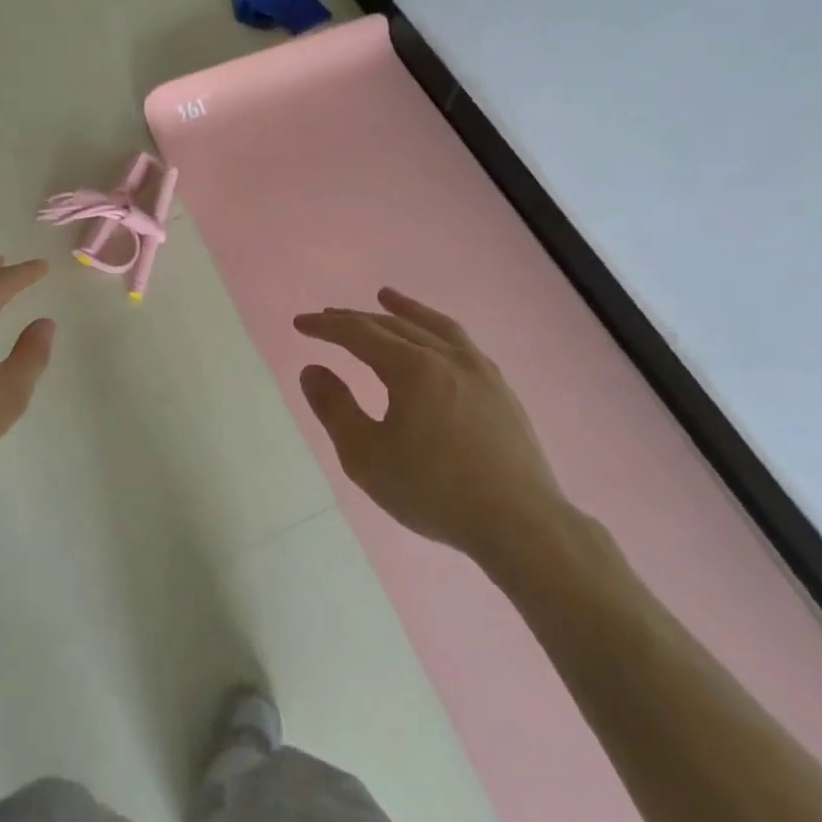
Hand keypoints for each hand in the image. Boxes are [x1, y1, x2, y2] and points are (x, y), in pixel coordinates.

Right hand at [295, 288, 571, 579]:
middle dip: (355, 319)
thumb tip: (311, 370)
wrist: (521, 525)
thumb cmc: (435, 492)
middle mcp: (447, 357)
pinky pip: (461, 343)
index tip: (300, 323)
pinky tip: (434, 340)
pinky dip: (436, 328)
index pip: (359, 334)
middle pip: (394, 325)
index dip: (326, 327)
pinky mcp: (500, 389)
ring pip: (434, 326)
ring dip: (404, 310)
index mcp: (412, 369)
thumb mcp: (367, 457)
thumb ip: (335, 409)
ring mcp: (479, 370)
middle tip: (328, 316)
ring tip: (385, 297)